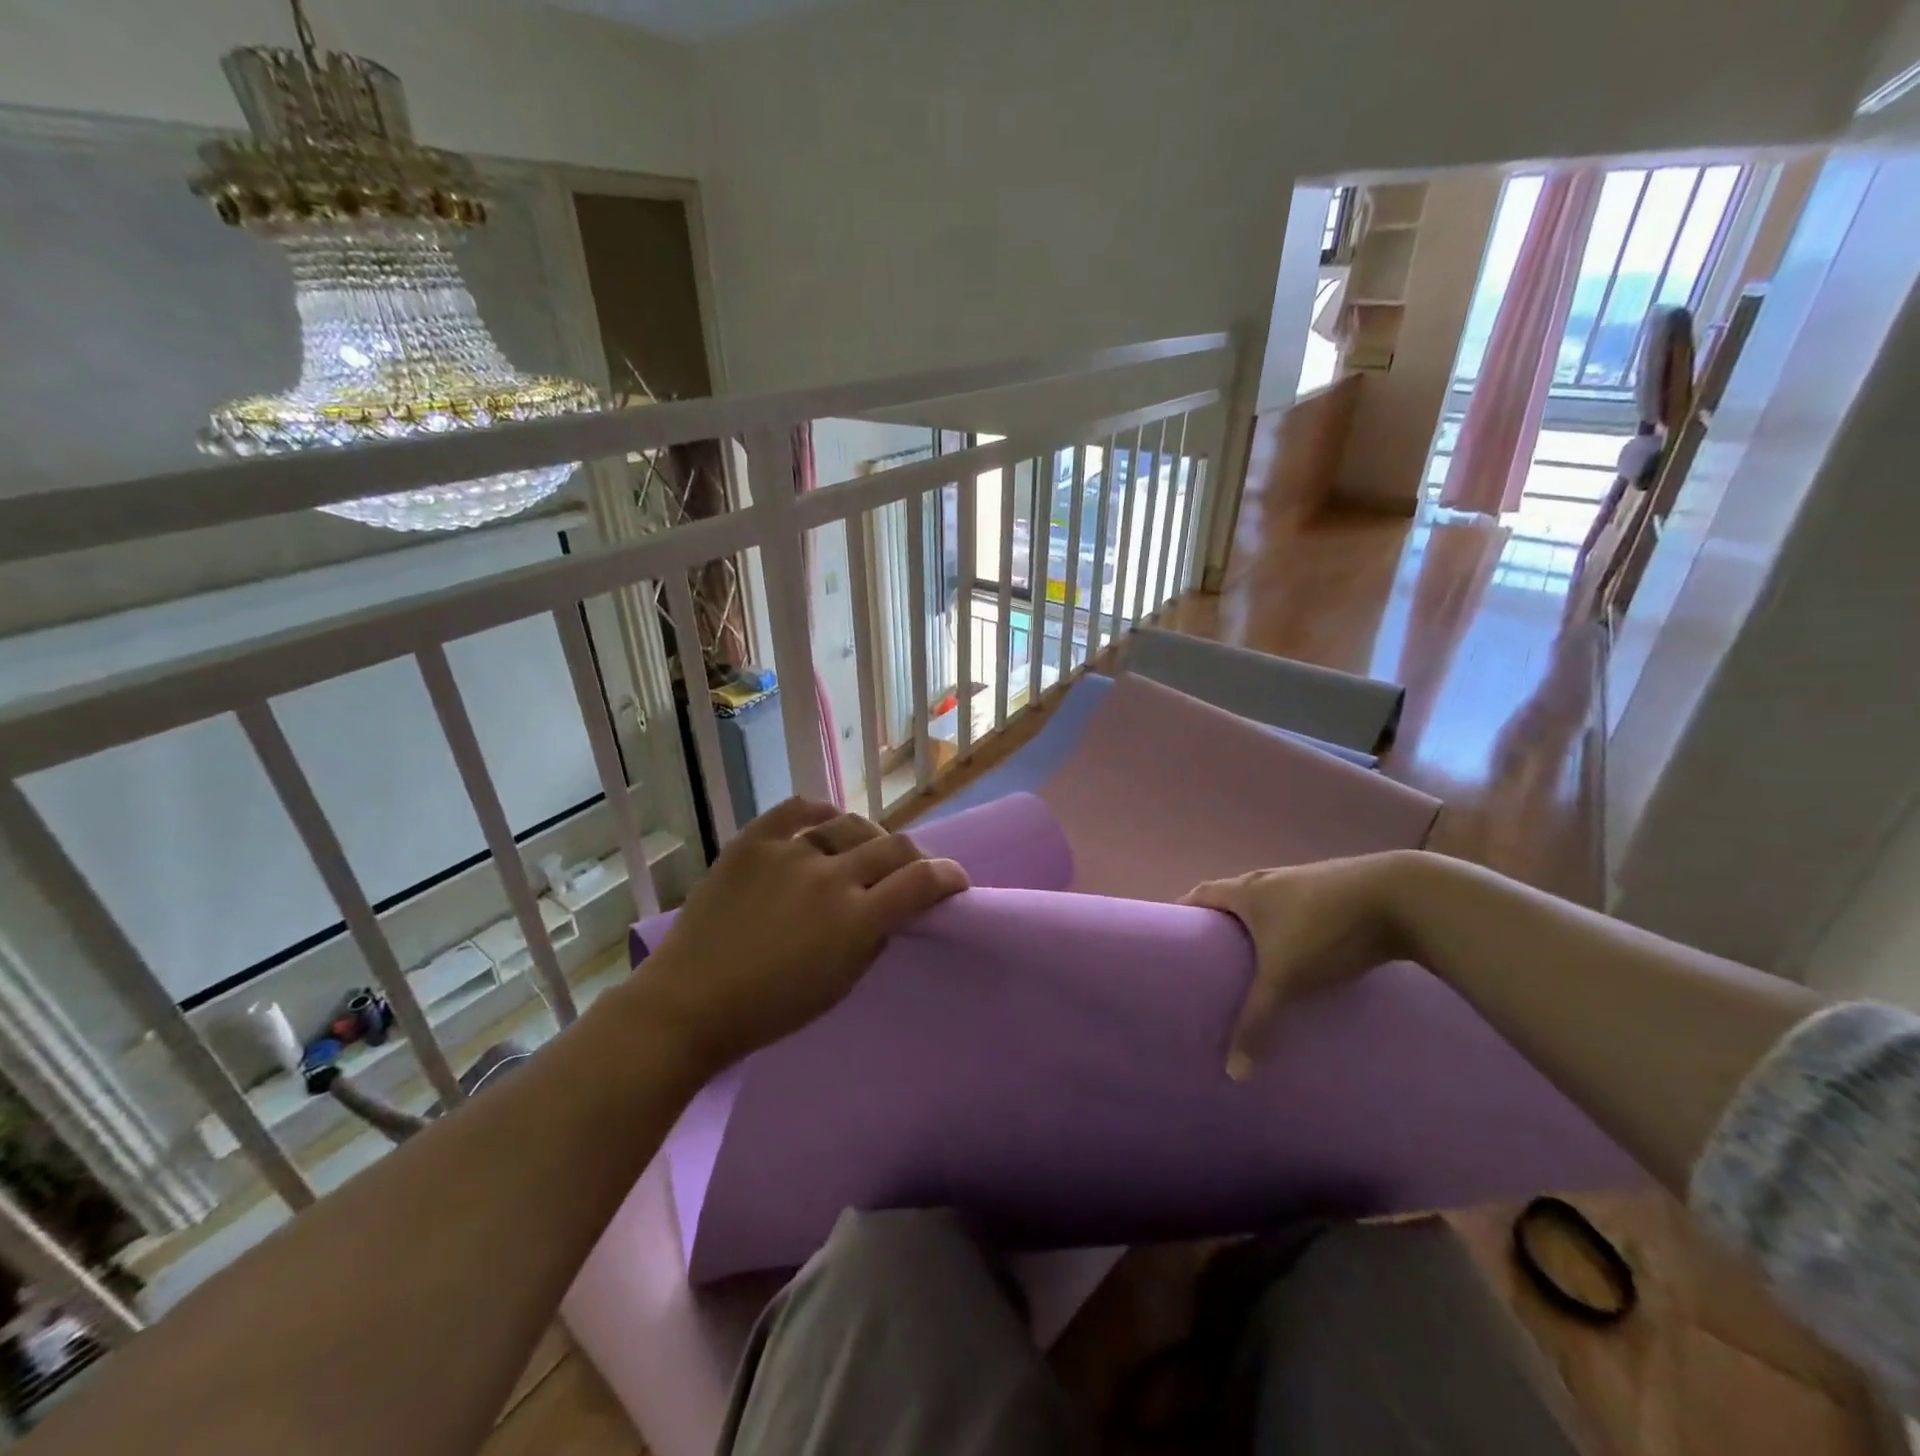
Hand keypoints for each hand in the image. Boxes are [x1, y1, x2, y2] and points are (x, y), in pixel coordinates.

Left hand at [637, 798, 968, 1074]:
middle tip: (908, 872)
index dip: (948, 876)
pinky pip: (797, 811)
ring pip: (850, 825)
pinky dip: (819, 814)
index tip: (954, 881)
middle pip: (893, 847)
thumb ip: (873, 936)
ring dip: (868, 839)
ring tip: (861, 852)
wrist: (689, 1004)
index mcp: (856, 921)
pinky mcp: (752, 842)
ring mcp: (789, 854)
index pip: (922, 881)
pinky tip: (825, 823)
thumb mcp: (841, 985)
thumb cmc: (771, 1011)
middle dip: (913, 858)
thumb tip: (890, 905)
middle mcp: (830, 878)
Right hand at [1182, 851, 1421, 1079]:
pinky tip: (1303, 953)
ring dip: (1258, 925)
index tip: (1173, 936)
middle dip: (1220, 923)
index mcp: (1247, 890)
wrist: (1400, 898)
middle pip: (1233, 896)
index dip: (1184, 911)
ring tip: (1256, 960)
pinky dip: (1291, 927)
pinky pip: (1299, 909)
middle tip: (1212, 958)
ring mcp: (1306, 881)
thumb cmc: (1324, 929)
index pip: (1201, 893)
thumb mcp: (1286, 979)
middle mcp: (1270, 879)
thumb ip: (1258, 1021)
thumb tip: (1233, 1072)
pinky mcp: (1337, 891)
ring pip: (1269, 903)